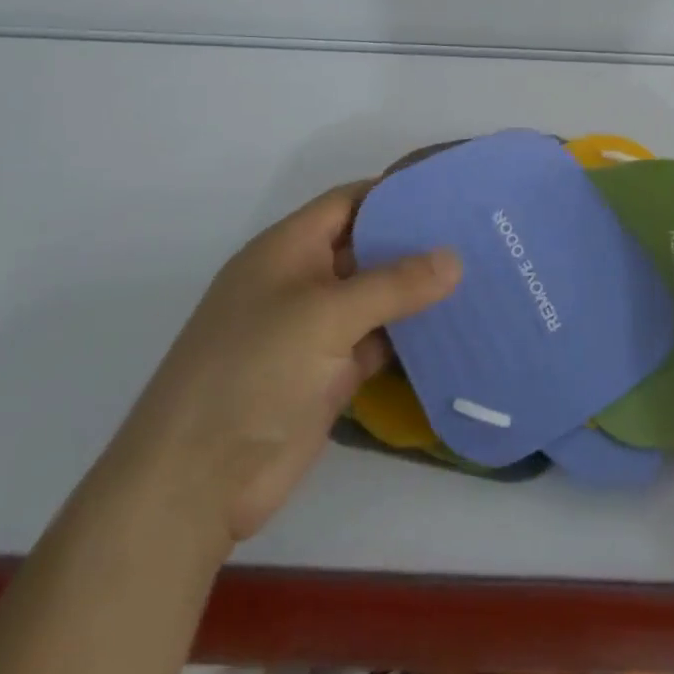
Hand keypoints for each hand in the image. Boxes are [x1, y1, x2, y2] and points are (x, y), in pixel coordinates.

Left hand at [117, 182, 461, 547]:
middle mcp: (301, 281)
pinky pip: (376, 342)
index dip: (393, 193)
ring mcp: (314, 330)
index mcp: (288, 249)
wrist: (196, 481)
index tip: (447, 192)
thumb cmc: (255, 371)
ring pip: (374, 298)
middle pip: (364, 247)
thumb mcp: (326, 315)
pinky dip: (408, 336)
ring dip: (415, 291)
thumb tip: (455, 257)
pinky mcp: (327, 375)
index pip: (347, 202)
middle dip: (413, 241)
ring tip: (477, 274)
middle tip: (475, 233)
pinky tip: (452, 328)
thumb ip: (394, 284)